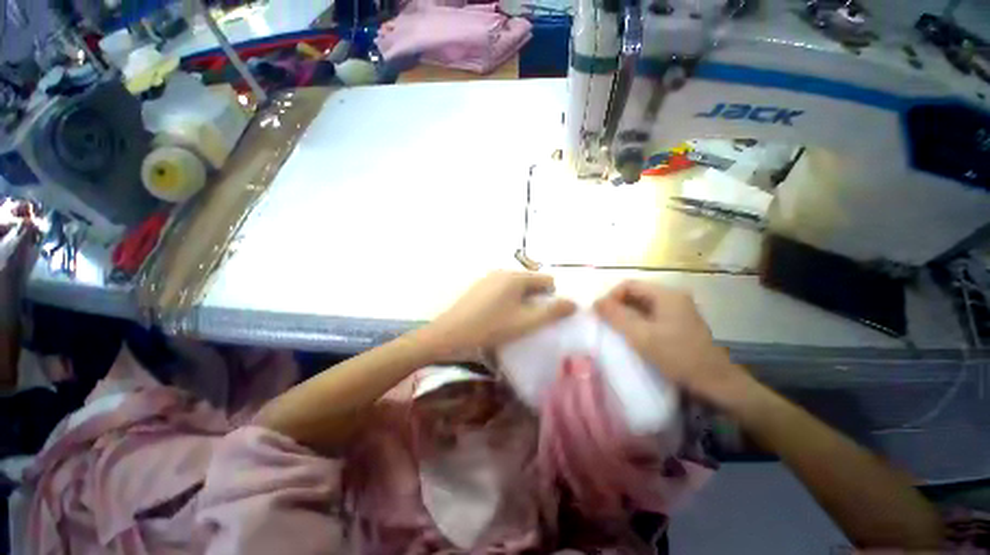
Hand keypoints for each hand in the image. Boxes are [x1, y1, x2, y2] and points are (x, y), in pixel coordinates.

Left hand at [427, 271, 576, 354]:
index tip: (544, 315)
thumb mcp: (525, 322)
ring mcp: (489, 278)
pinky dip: (509, 300)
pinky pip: (503, 289)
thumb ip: (552, 312)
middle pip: (531, 282)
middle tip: (530, 320)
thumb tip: (574, 303)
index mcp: (516, 277)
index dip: (552, 297)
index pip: (547, 279)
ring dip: (522, 300)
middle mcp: (503, 272)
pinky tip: (499, 316)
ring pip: (517, 286)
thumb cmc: (491, 327)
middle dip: (536, 299)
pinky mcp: (480, 286)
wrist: (450, 333)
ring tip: (515, 320)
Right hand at [594, 280, 744, 399]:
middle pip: (636, 293)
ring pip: (642, 304)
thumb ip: (617, 316)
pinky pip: (651, 314)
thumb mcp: (642, 336)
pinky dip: (637, 321)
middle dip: (618, 306)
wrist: (715, 382)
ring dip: (626, 314)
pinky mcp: (678, 321)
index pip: (629, 285)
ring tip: (617, 330)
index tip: (602, 315)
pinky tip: (633, 335)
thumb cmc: (677, 356)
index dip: (611, 297)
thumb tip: (596, 302)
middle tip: (607, 323)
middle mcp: (673, 296)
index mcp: (666, 294)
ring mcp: (677, 309)